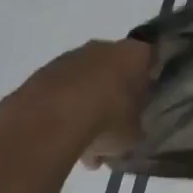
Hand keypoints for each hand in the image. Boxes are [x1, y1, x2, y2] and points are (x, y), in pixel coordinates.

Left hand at [0, 38, 150, 163]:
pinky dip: (63, 110)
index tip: (143, 103)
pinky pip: (60, 92)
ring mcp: (71, 57)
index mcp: (134, 54)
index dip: (146, 81)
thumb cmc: (107, 120)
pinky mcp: (43, 73)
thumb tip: (130, 126)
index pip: (148, 60)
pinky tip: (62, 139)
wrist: (51, 120)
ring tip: (84, 145)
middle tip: (114, 126)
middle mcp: (104, 47)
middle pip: (114, 69)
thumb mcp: (134, 133)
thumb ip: (135, 124)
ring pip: (85, 81)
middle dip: (113, 94)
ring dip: (86, 105)